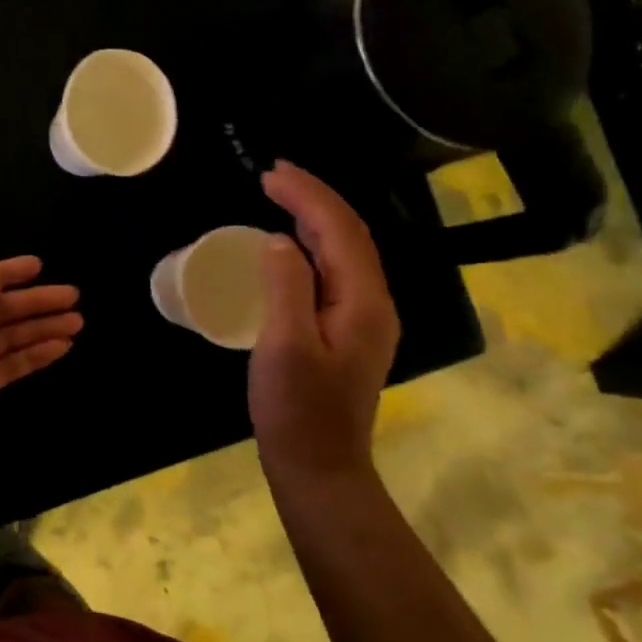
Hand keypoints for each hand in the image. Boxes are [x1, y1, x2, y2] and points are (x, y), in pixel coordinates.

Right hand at [250, 162, 400, 490]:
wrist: (319, 468)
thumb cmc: (297, 410)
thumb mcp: (284, 346)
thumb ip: (286, 286)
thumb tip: (281, 240)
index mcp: (363, 301)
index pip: (339, 230)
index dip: (307, 195)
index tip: (268, 173)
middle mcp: (373, 303)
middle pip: (349, 234)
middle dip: (313, 197)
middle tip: (272, 175)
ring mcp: (365, 319)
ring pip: (345, 251)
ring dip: (315, 217)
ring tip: (280, 195)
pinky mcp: (349, 331)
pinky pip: (335, 271)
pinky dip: (313, 244)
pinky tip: (292, 244)